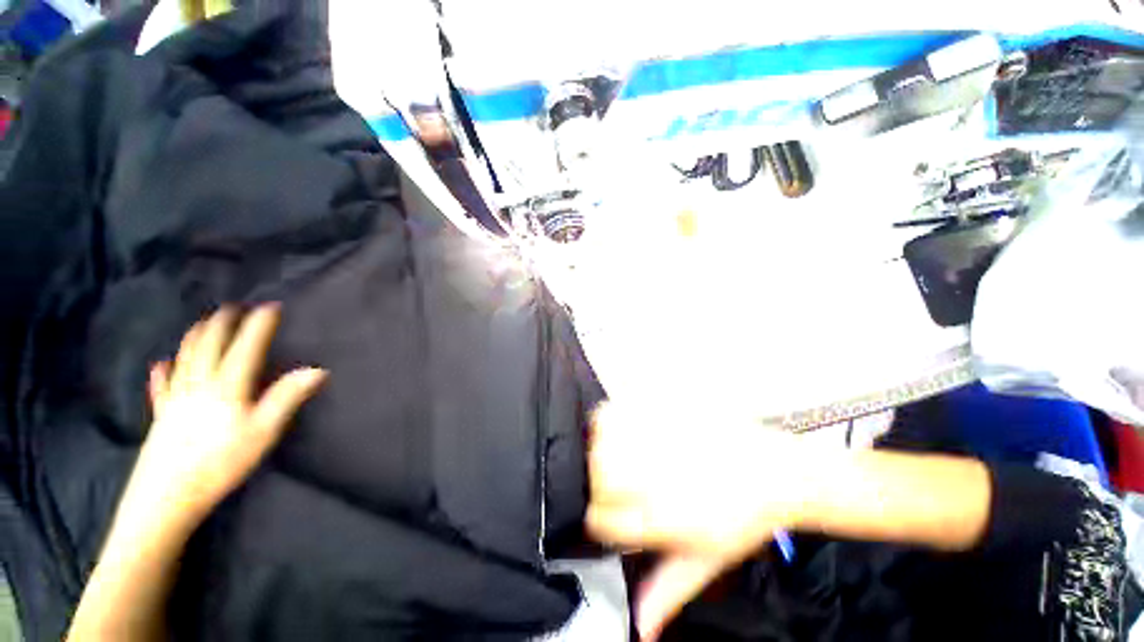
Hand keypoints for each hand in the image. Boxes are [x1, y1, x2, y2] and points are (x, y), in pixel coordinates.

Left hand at [129, 304, 326, 531]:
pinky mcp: (162, 416)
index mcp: (227, 386)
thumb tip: (317, 369)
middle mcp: (198, 384)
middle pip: (209, 345)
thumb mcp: (263, 431)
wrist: (167, 497)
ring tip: (204, 322)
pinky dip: (163, 372)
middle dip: (222, 323)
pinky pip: (161, 387)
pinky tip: (161, 365)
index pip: (245, 347)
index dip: (258, 325)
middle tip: (233, 307)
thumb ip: (287, 397)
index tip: (270, 305)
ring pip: (185, 358)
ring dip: (196, 336)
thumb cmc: (221, 462)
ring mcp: (176, 398)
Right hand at [586, 402, 815, 639]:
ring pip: (605, 440)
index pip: (601, 518)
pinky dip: (612, 418)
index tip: (605, 510)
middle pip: (599, 475)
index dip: (597, 515)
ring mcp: (662, 441)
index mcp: (664, 519)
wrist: (777, 473)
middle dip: (596, 481)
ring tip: (612, 451)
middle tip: (610, 480)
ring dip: (600, 447)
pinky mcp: (667, 414)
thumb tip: (639, 626)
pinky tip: (623, 427)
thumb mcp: (706, 562)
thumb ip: (667, 592)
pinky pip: (623, 411)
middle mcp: (657, 478)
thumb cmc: (744, 521)